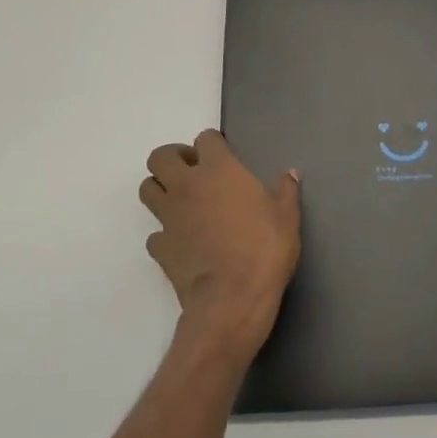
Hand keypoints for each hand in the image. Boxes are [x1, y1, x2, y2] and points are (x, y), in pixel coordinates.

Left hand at [140, 130, 301, 362]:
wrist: (231, 299)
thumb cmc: (264, 249)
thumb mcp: (287, 217)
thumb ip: (286, 191)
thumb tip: (290, 174)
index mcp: (218, 169)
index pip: (205, 138)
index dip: (213, 144)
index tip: (223, 155)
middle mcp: (187, 185)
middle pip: (160, 156)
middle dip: (173, 159)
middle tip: (193, 172)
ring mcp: (169, 217)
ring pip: (147, 189)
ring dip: (160, 189)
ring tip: (182, 201)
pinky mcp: (160, 248)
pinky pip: (154, 232)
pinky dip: (164, 233)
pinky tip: (182, 241)